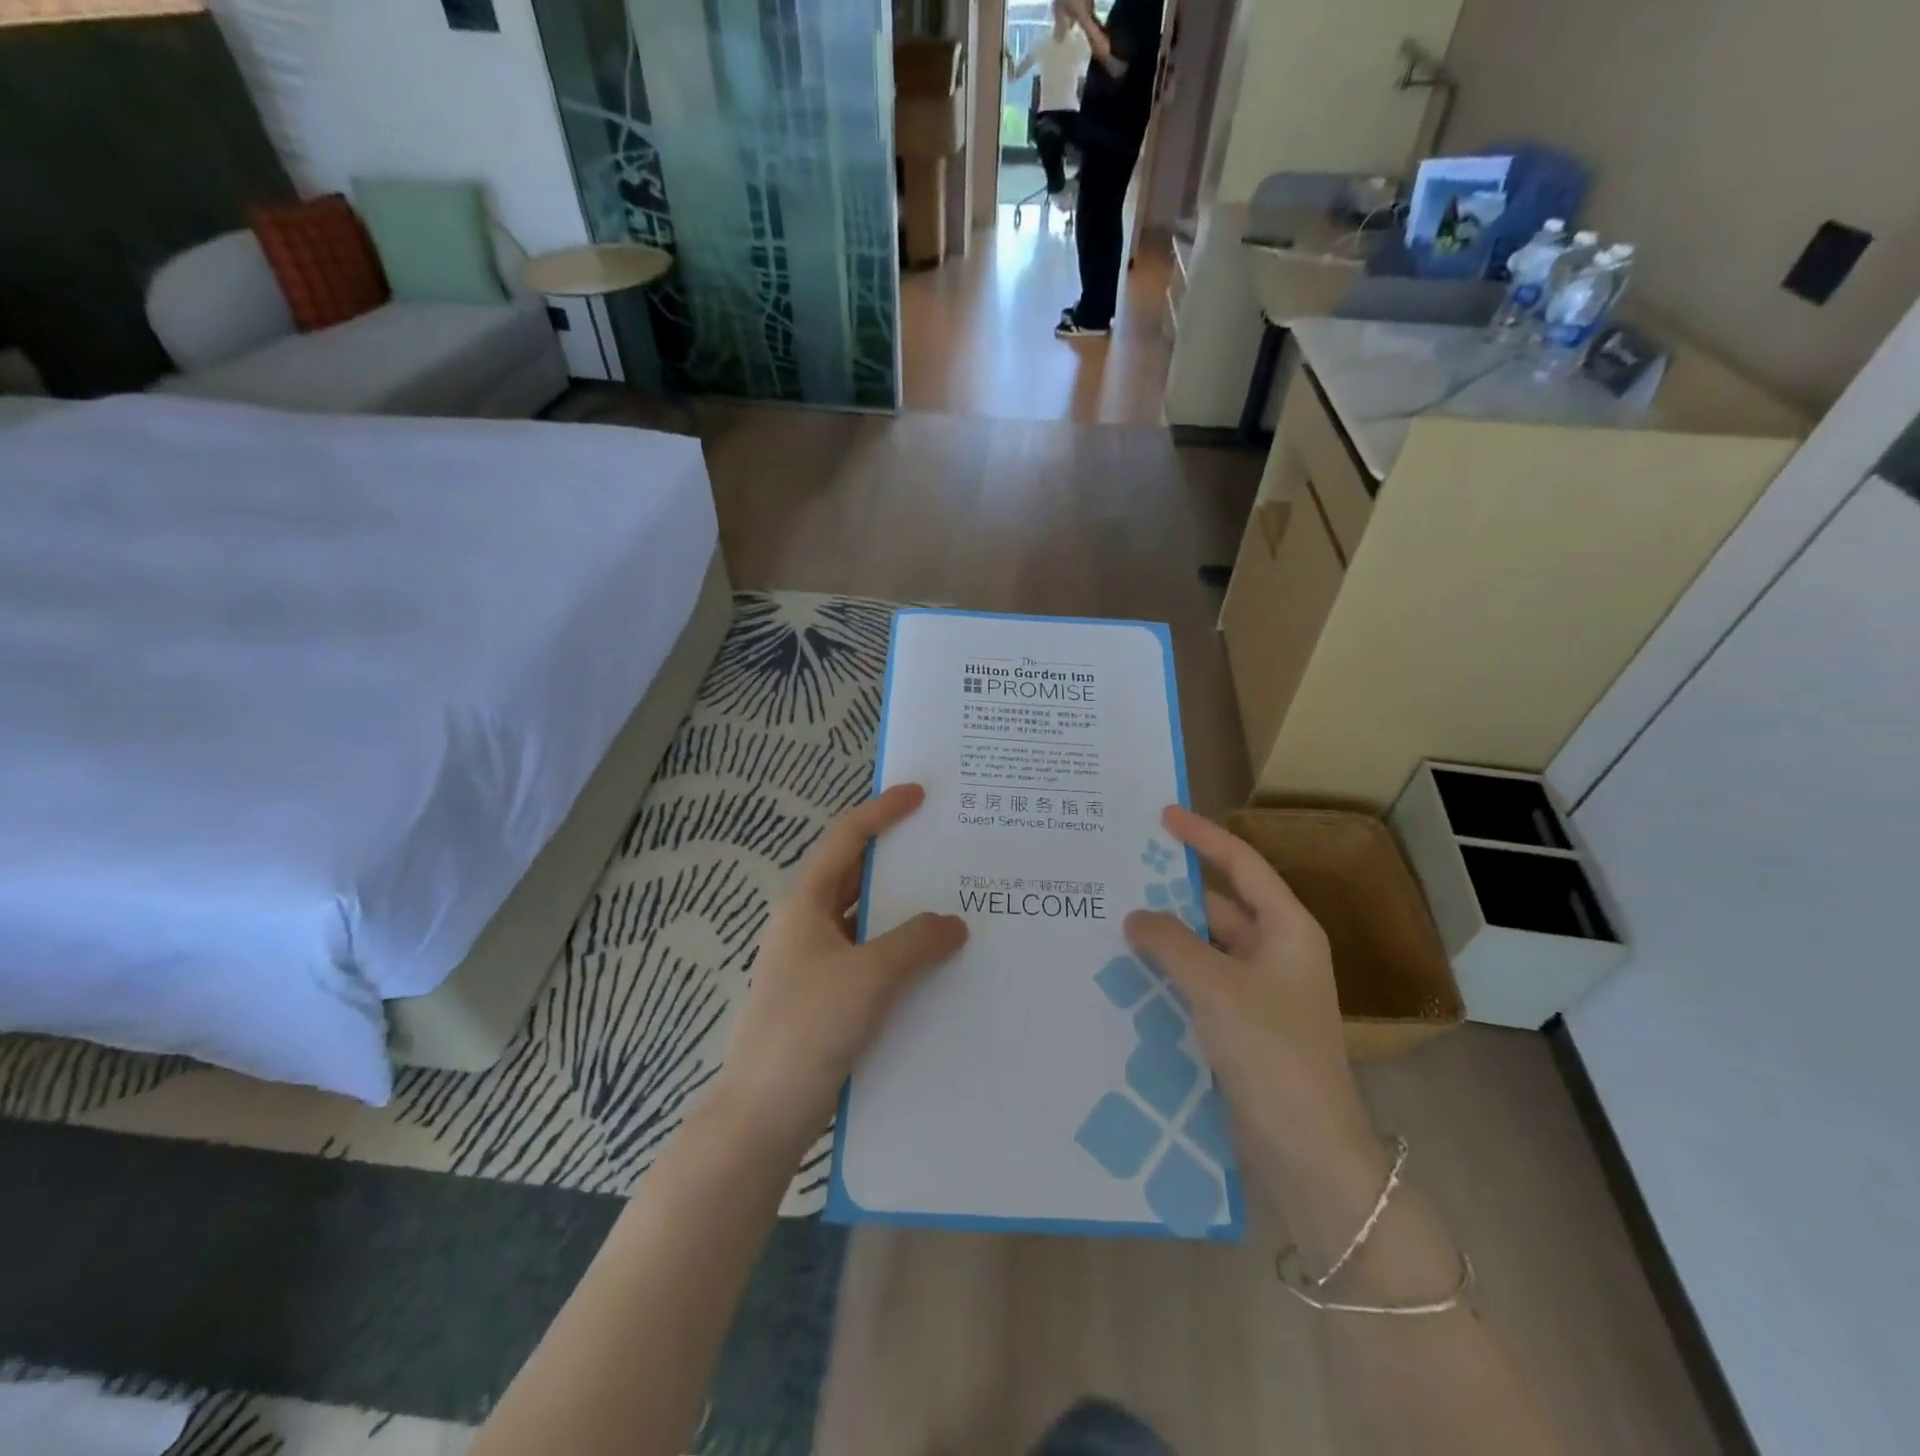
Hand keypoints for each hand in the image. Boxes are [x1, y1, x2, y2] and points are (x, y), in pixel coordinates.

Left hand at [714, 784, 968, 1149]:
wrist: (763, 1114)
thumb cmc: (808, 1028)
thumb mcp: (868, 976)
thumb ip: (916, 942)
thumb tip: (954, 923)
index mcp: (805, 903)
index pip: (846, 839)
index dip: (882, 812)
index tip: (919, 794)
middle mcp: (808, 924)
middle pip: (856, 876)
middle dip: (897, 859)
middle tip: (946, 847)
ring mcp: (816, 963)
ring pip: (866, 920)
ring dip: (903, 910)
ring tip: (953, 901)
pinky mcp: (827, 997)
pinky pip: (870, 958)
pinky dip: (900, 951)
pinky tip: (935, 963)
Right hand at [1123, 806, 1374, 1182]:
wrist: (1307, 1149)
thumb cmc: (1271, 1051)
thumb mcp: (1215, 986)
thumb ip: (1170, 942)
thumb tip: (1135, 916)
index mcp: (1288, 930)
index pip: (1242, 865)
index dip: (1203, 836)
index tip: (1163, 816)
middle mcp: (1278, 952)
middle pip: (1221, 904)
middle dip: (1174, 891)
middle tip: (1123, 873)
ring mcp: (1262, 990)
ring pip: (1207, 945)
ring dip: (1169, 935)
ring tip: (1116, 918)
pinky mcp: (1245, 1023)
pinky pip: (1202, 981)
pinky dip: (1172, 971)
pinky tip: (1132, 970)